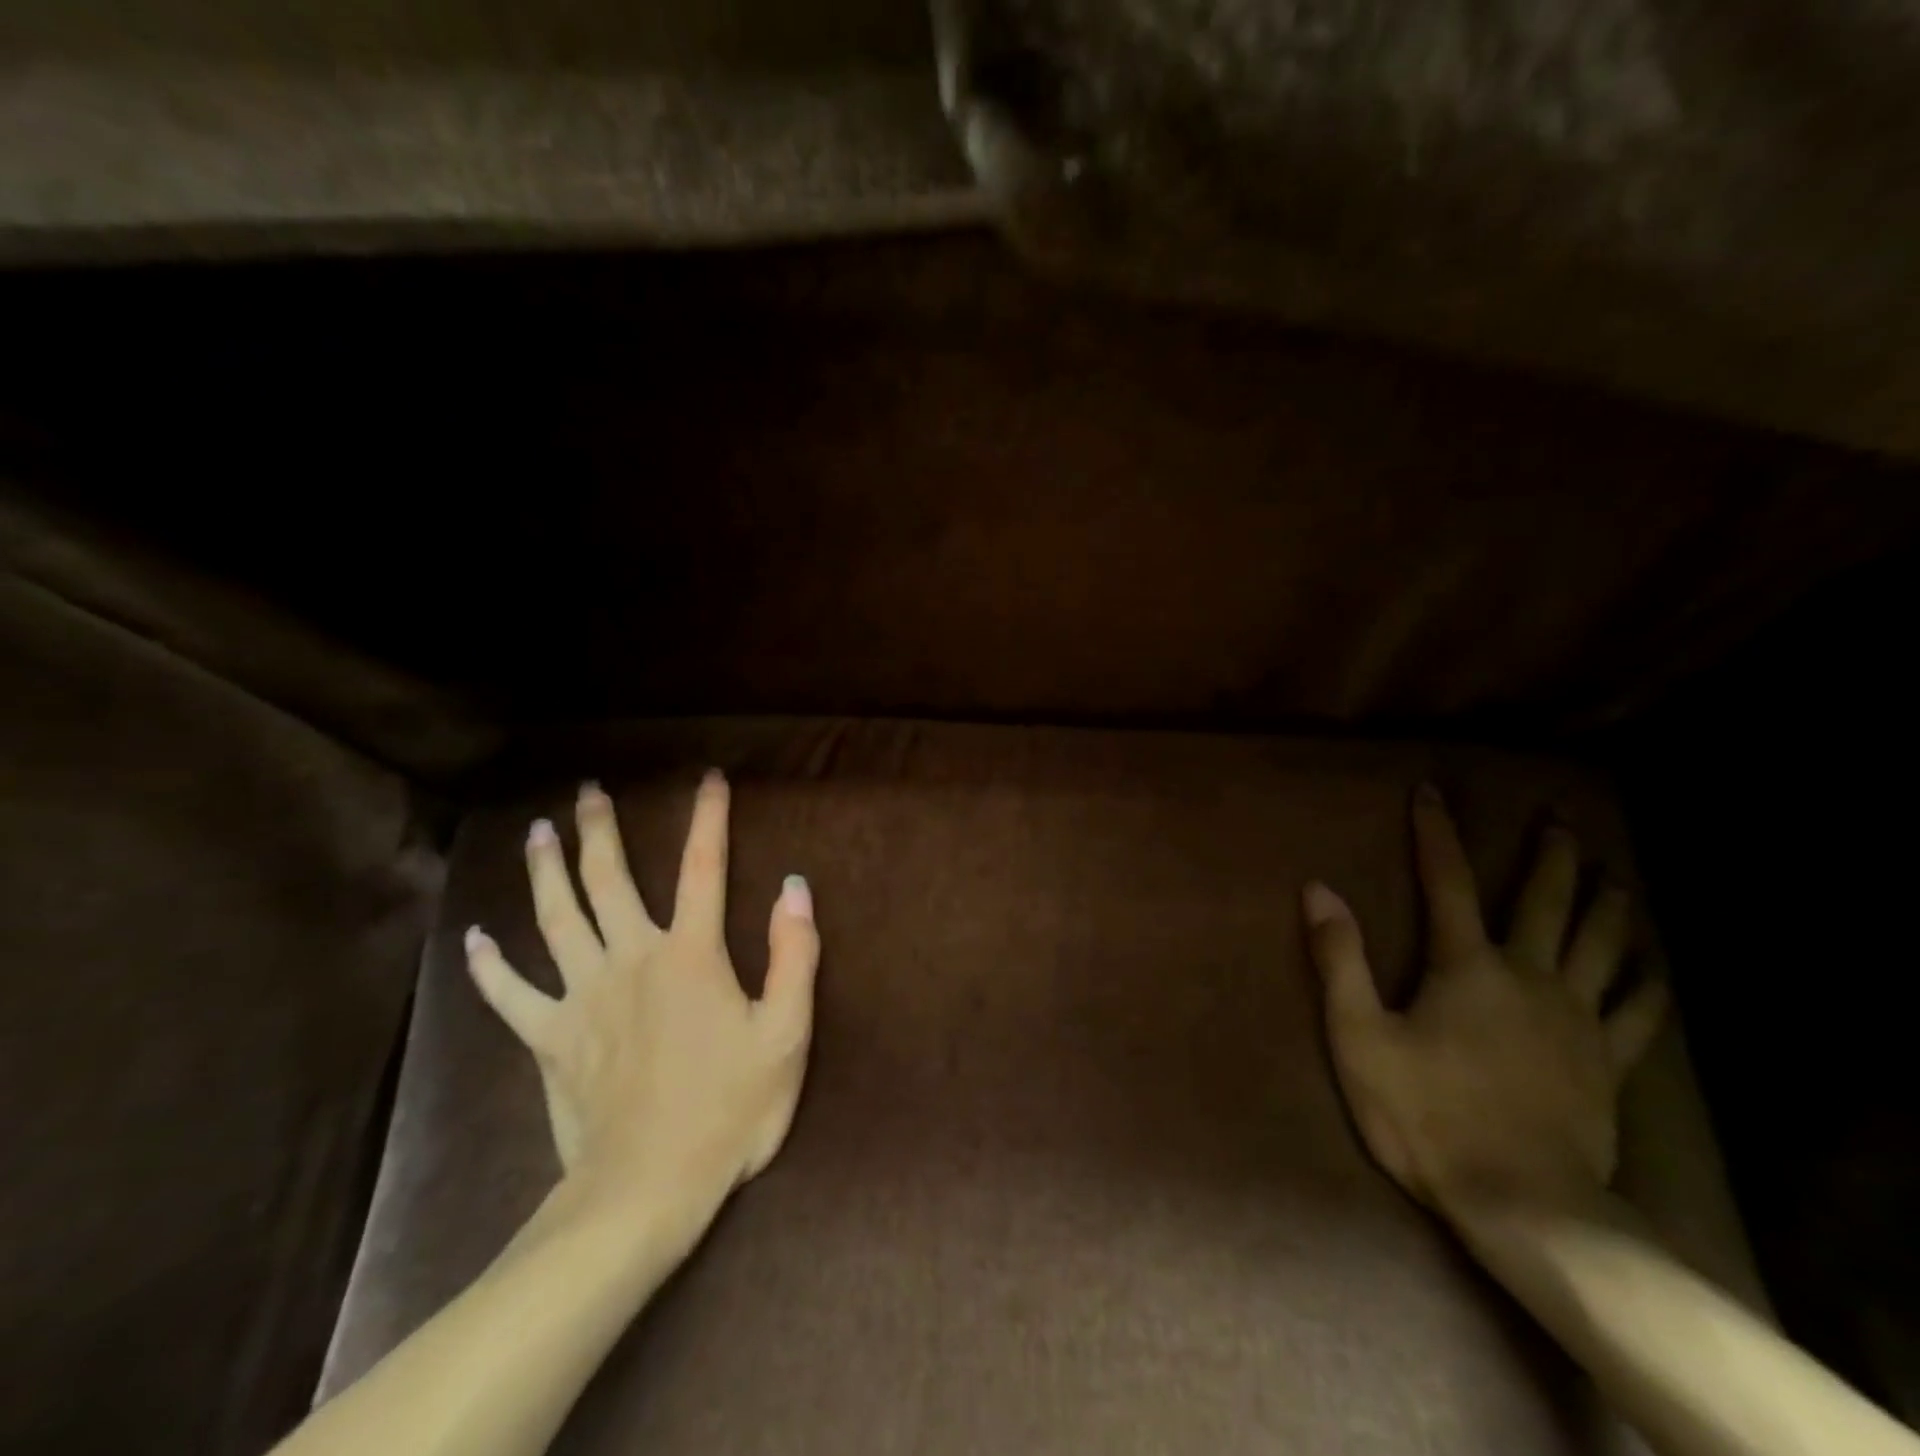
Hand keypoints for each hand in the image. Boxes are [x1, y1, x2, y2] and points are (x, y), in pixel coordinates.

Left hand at [464, 772, 818, 1242]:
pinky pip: (511, 996)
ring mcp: (582, 998)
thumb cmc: (728, 1109)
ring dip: (545, 872)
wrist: (648, 1189)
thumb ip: (794, 955)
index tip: (710, 779)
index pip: (703, 868)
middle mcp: (631, 960)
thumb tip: (794, 886)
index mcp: (691, 955)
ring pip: (556, 920)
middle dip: (601, 831)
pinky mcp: (550, 1040)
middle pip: (609, 880)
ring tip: (537, 833)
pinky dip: (489, 967)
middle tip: (589, 791)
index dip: (709, 818)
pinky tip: (473, 940)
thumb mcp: (786, 1034)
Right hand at [1301, 784, 1666, 1216]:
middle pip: (1545, 902)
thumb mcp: (1360, 1035)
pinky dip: (1646, 985)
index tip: (1432, 791)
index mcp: (1466, 966)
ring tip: (1611, 876)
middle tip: (1561, 820)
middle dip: (1551, 857)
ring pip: (1600, 946)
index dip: (1436, 833)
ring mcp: (1576, 1020)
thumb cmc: (1426, 1115)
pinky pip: (1637, 1014)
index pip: (1446, 880)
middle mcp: (1529, 977)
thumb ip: (1339, 959)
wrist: (1523, 1203)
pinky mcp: (1606, 1064)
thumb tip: (1318, 889)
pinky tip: (1652, 968)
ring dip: (1605, 905)